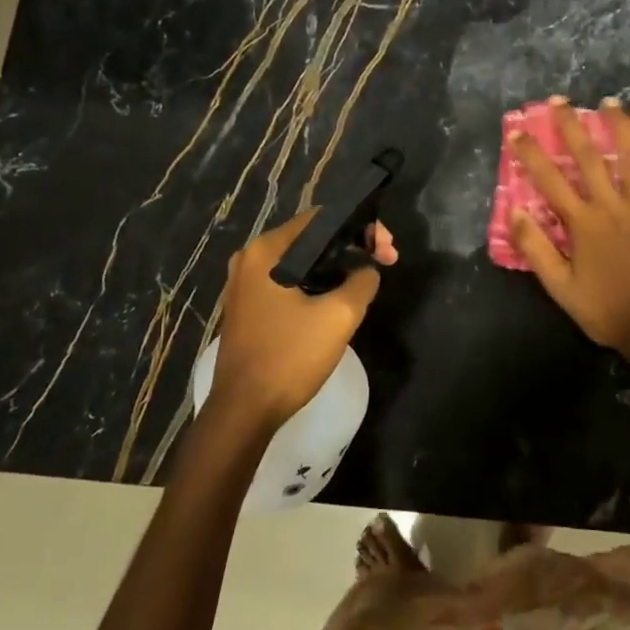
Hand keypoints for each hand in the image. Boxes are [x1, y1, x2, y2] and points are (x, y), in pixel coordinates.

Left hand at [210, 212, 397, 428]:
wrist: (244, 412)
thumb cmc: (289, 357)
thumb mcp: (339, 316)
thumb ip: (362, 281)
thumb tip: (367, 271)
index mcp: (266, 251)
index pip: (321, 218)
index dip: (360, 227)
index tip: (386, 250)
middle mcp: (250, 259)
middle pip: (311, 238)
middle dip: (351, 246)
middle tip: (384, 263)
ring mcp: (245, 284)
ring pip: (301, 262)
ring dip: (336, 267)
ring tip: (366, 281)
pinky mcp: (249, 307)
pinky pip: (289, 282)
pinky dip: (316, 284)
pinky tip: (338, 299)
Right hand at [508, 97, 629, 364]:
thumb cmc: (604, 308)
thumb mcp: (559, 287)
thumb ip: (535, 248)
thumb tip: (515, 211)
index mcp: (583, 223)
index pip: (550, 179)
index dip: (531, 153)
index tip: (517, 130)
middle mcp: (613, 206)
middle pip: (588, 157)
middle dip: (571, 126)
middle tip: (559, 101)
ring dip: (619, 127)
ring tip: (610, 103)